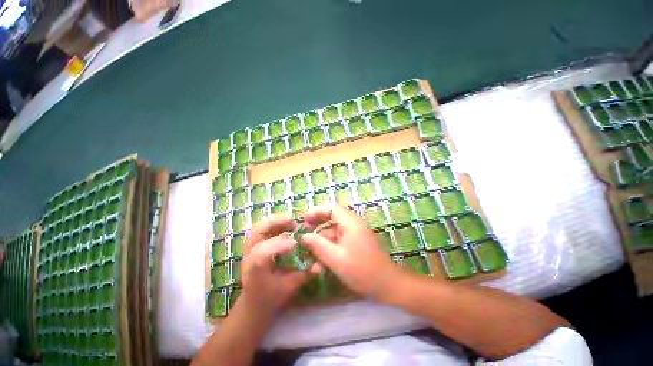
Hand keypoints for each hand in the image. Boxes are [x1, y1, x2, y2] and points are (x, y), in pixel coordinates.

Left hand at [239, 215, 315, 314]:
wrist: (254, 303)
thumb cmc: (271, 298)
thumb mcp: (288, 288)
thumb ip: (303, 275)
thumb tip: (320, 265)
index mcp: (254, 269)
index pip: (262, 253)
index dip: (279, 245)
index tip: (296, 242)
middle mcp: (249, 255)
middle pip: (258, 231)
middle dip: (276, 222)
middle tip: (294, 221)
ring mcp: (250, 248)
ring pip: (260, 227)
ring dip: (277, 221)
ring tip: (292, 221)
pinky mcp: (255, 244)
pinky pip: (264, 228)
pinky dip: (276, 224)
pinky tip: (288, 225)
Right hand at [301, 205, 400, 298]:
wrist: (387, 285)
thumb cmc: (361, 270)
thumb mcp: (335, 259)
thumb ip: (318, 245)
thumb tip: (304, 236)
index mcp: (351, 223)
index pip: (332, 208)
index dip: (317, 211)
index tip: (304, 220)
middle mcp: (353, 224)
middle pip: (332, 217)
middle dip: (317, 225)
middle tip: (304, 232)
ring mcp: (355, 234)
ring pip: (335, 231)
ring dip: (322, 239)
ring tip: (309, 251)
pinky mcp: (356, 243)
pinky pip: (340, 240)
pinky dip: (330, 247)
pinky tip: (320, 261)